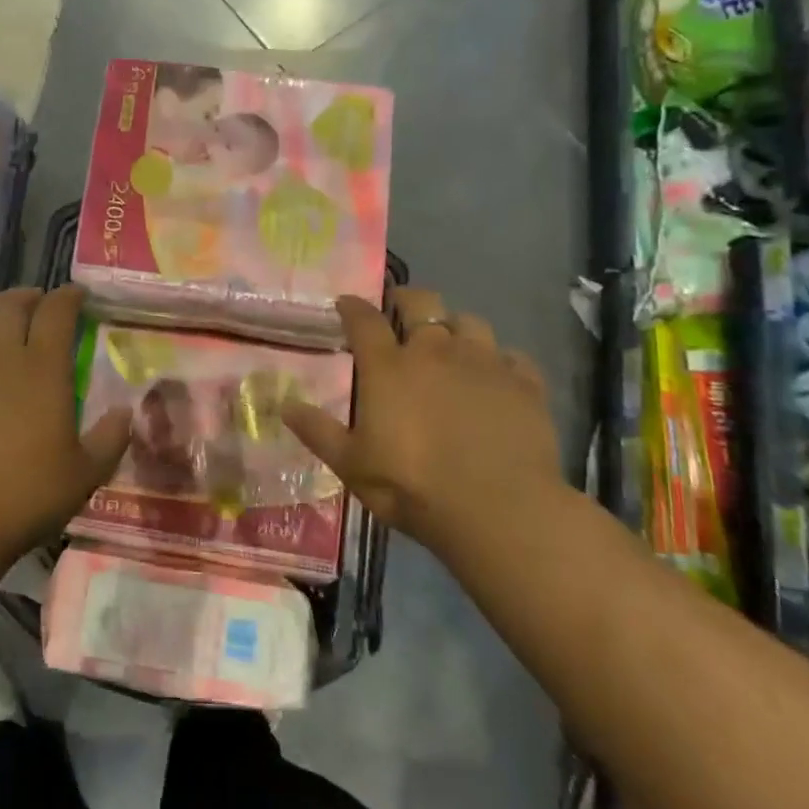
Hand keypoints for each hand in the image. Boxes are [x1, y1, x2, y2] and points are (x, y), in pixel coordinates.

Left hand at [0, 287, 130, 568]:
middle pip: (10, 305)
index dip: (69, 297)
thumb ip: (110, 439)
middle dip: (28, 296)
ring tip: (0, 319)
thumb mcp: (83, 476)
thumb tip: (127, 411)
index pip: (56, 313)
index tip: (78, 294)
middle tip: (39, 302)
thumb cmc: (22, 498)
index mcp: (40, 370)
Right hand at [281, 289, 561, 548]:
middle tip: (401, 310)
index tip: (345, 303)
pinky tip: (497, 378)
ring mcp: (484, 363)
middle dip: (408, 299)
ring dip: (455, 327)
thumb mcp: (352, 465)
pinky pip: (512, 357)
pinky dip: (501, 361)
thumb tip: (284, 405)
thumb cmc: (412, 486)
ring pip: (470, 322)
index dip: (352, 307)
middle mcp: (435, 351)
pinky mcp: (525, 383)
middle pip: (422, 302)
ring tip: (452, 344)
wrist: (499, 509)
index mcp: (389, 367)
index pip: (364, 320)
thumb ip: (318, 431)